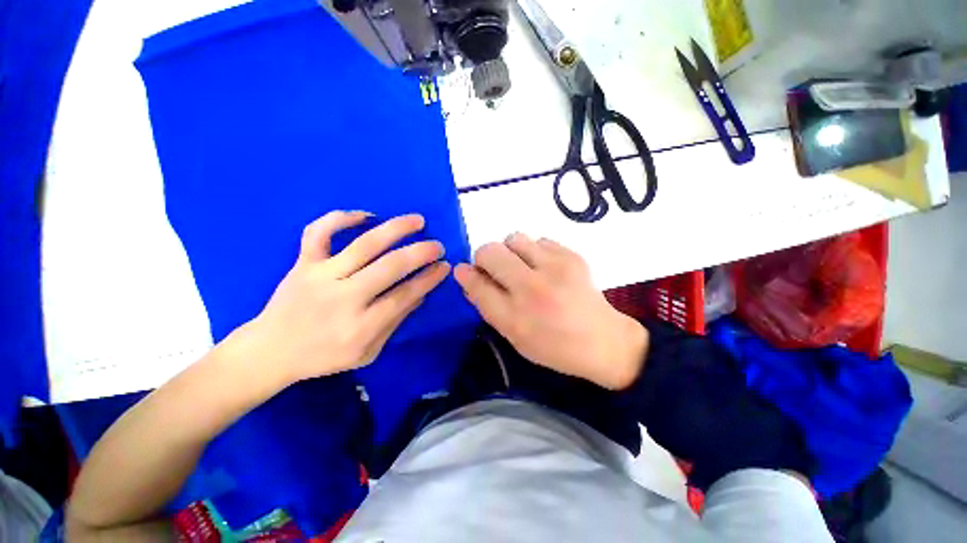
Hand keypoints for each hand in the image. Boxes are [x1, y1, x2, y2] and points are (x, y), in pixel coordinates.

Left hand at [234, 211, 449, 386]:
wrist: (270, 351)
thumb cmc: (323, 357)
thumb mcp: (367, 352)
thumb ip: (394, 322)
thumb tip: (420, 294)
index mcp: (361, 326)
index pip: (405, 295)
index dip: (429, 279)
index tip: (445, 267)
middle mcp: (343, 297)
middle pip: (390, 267)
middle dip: (420, 253)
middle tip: (438, 246)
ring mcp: (320, 276)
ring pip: (363, 245)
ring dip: (395, 229)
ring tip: (417, 220)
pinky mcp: (302, 263)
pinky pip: (319, 232)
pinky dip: (340, 218)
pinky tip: (365, 215)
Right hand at [455, 234, 647, 389]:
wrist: (603, 341)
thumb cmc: (553, 345)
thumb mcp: (513, 335)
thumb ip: (487, 305)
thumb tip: (466, 275)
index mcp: (516, 318)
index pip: (477, 284)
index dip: (466, 274)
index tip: (464, 271)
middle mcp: (533, 289)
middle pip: (490, 252)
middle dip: (484, 258)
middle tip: (495, 270)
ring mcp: (555, 268)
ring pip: (514, 238)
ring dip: (510, 251)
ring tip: (522, 267)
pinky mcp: (572, 256)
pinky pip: (538, 240)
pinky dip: (533, 251)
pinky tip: (544, 268)